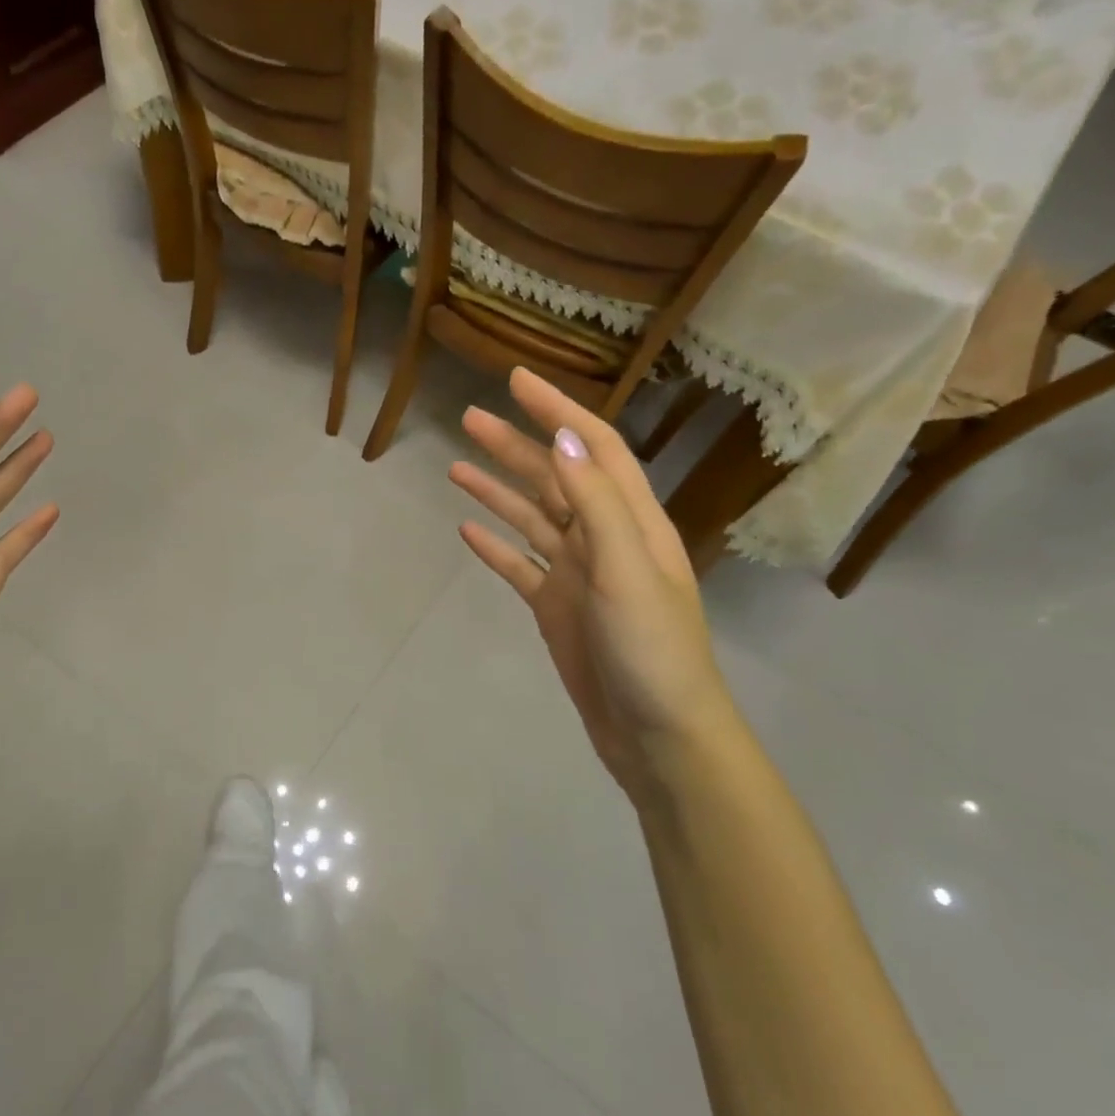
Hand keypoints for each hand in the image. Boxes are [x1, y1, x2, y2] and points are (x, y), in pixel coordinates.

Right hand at [451, 369, 738, 804]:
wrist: (658, 735)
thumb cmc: (652, 649)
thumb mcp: (627, 569)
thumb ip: (597, 502)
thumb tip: (565, 435)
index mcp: (632, 522)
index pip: (594, 449)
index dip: (559, 410)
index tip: (518, 380)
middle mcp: (604, 540)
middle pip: (555, 478)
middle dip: (516, 444)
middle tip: (468, 418)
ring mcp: (577, 575)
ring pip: (532, 519)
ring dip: (498, 490)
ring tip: (456, 465)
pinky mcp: (556, 609)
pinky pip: (519, 566)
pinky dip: (495, 546)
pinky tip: (468, 531)